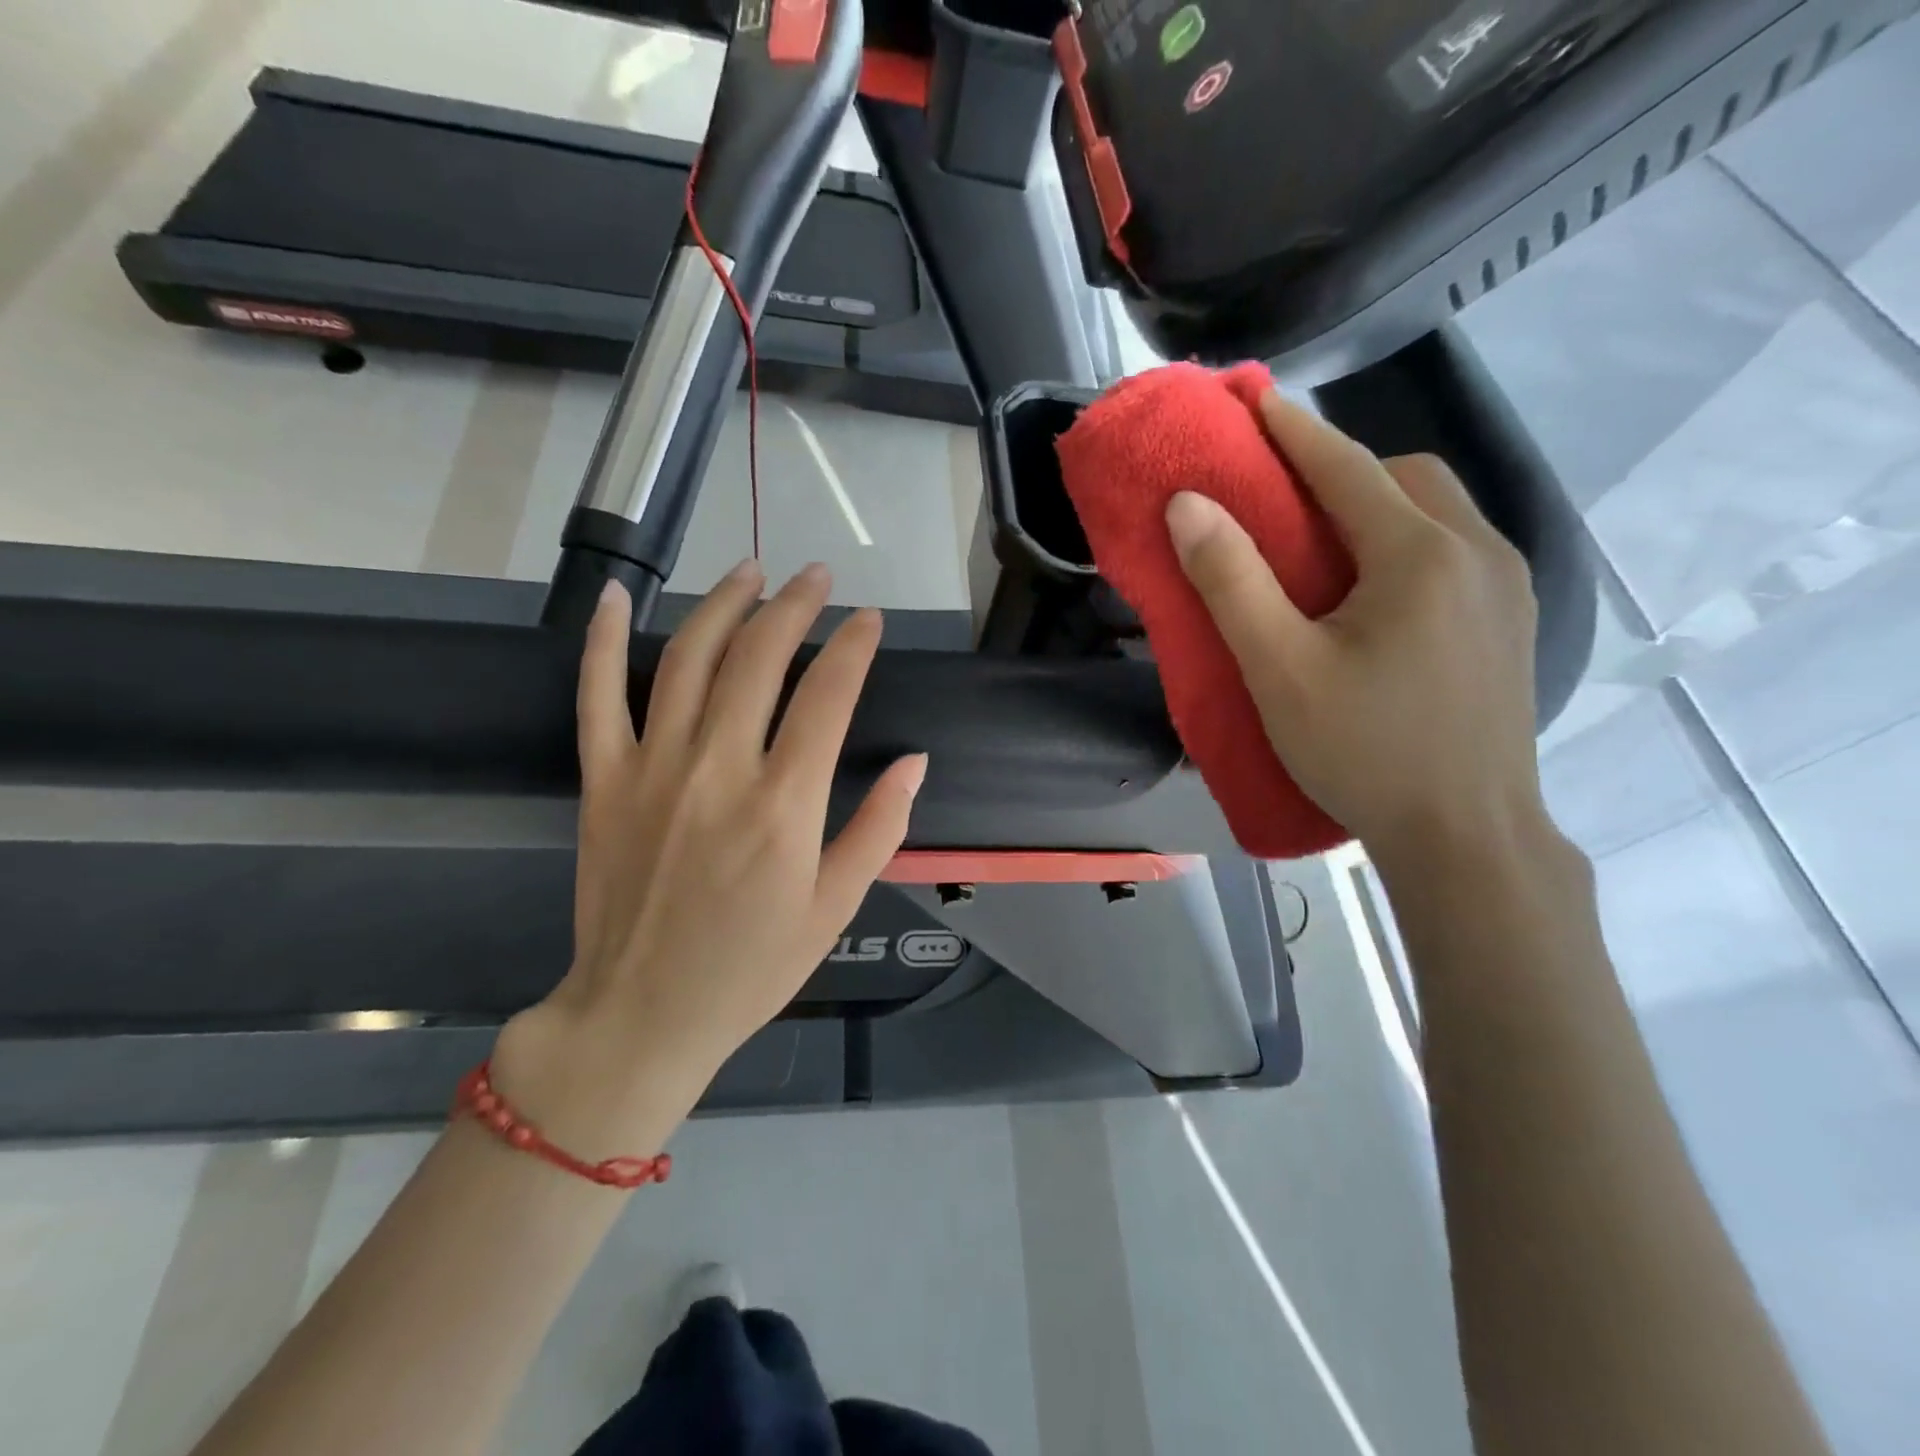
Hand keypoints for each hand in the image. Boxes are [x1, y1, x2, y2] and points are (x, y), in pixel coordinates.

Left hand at [492, 562, 926, 1158]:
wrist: (641, 1014)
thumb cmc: (752, 968)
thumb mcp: (835, 908)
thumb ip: (879, 828)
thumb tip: (915, 762)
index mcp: (784, 805)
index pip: (828, 696)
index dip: (853, 647)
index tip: (869, 620)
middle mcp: (719, 769)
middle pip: (760, 658)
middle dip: (795, 606)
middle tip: (817, 577)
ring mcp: (652, 768)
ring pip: (689, 659)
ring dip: (723, 604)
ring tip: (750, 569)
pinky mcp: (602, 780)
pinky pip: (598, 695)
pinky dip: (604, 641)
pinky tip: (618, 596)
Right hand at [1166, 391, 1548, 874]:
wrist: (1466, 836)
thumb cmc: (1363, 751)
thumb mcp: (1278, 669)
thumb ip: (1230, 582)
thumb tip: (1187, 505)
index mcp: (1419, 555)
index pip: (1346, 467)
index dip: (1292, 429)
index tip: (1250, 398)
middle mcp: (1479, 551)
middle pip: (1406, 478)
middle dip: (1343, 472)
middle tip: (1285, 506)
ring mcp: (1507, 588)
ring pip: (1439, 513)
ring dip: (1379, 509)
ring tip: (1325, 554)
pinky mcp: (1512, 623)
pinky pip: (1457, 552)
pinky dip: (1407, 546)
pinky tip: (1375, 598)